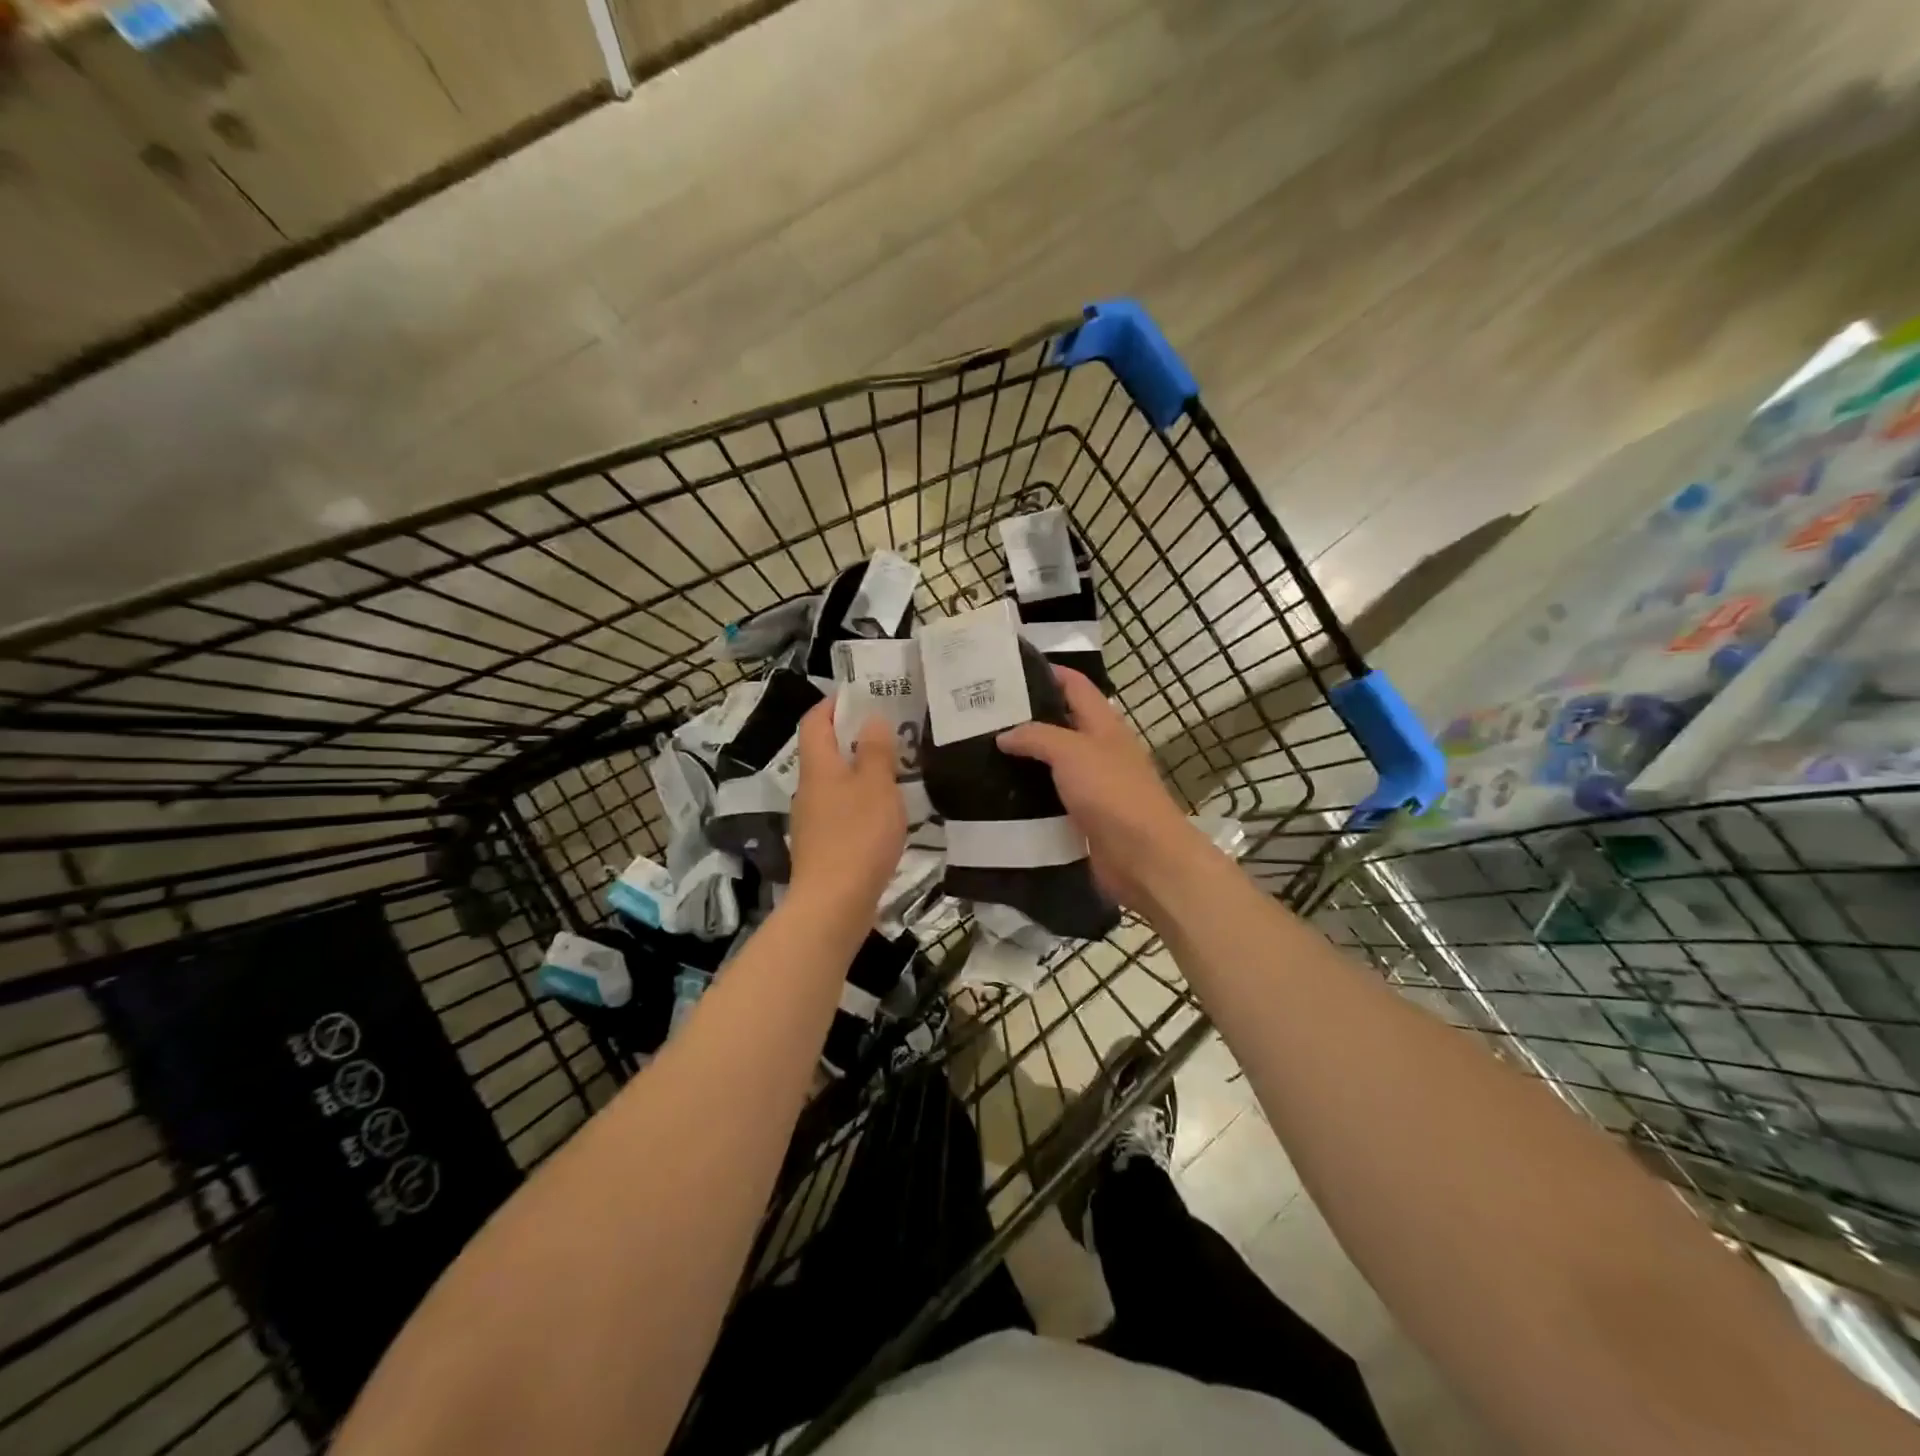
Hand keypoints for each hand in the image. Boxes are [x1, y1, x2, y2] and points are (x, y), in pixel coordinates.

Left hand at [788, 697, 907, 916]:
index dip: (833, 703)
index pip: (815, 721)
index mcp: (818, 767)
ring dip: (861, 771)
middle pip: (825, 751)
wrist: (833, 904)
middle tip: (891, 731)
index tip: (861, 694)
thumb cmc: (857, 836)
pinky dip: (861, 802)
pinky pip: (842, 811)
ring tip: (896, 770)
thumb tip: (870, 719)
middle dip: (853, 737)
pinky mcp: (823, 847)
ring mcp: (813, 820)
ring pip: (836, 783)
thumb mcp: (876, 786)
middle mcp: (809, 789)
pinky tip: (886, 814)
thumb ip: (875, 750)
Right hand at [996, 667, 1215, 909]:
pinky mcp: (1084, 817)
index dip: (1047, 671)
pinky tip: (1000, 795)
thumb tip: (1004, 735)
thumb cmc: (1112, 793)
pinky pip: (1052, 797)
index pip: (1075, 685)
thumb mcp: (1072, 752)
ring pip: (1054, 762)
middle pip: (1061, 723)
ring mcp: (1094, 785)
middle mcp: (1100, 750)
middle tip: (982, 716)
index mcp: (1104, 724)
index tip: (1008, 669)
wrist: (1143, 857)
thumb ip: (1037, 737)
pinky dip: (1030, 794)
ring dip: (1025, 758)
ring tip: (982, 753)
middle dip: (1026, 717)